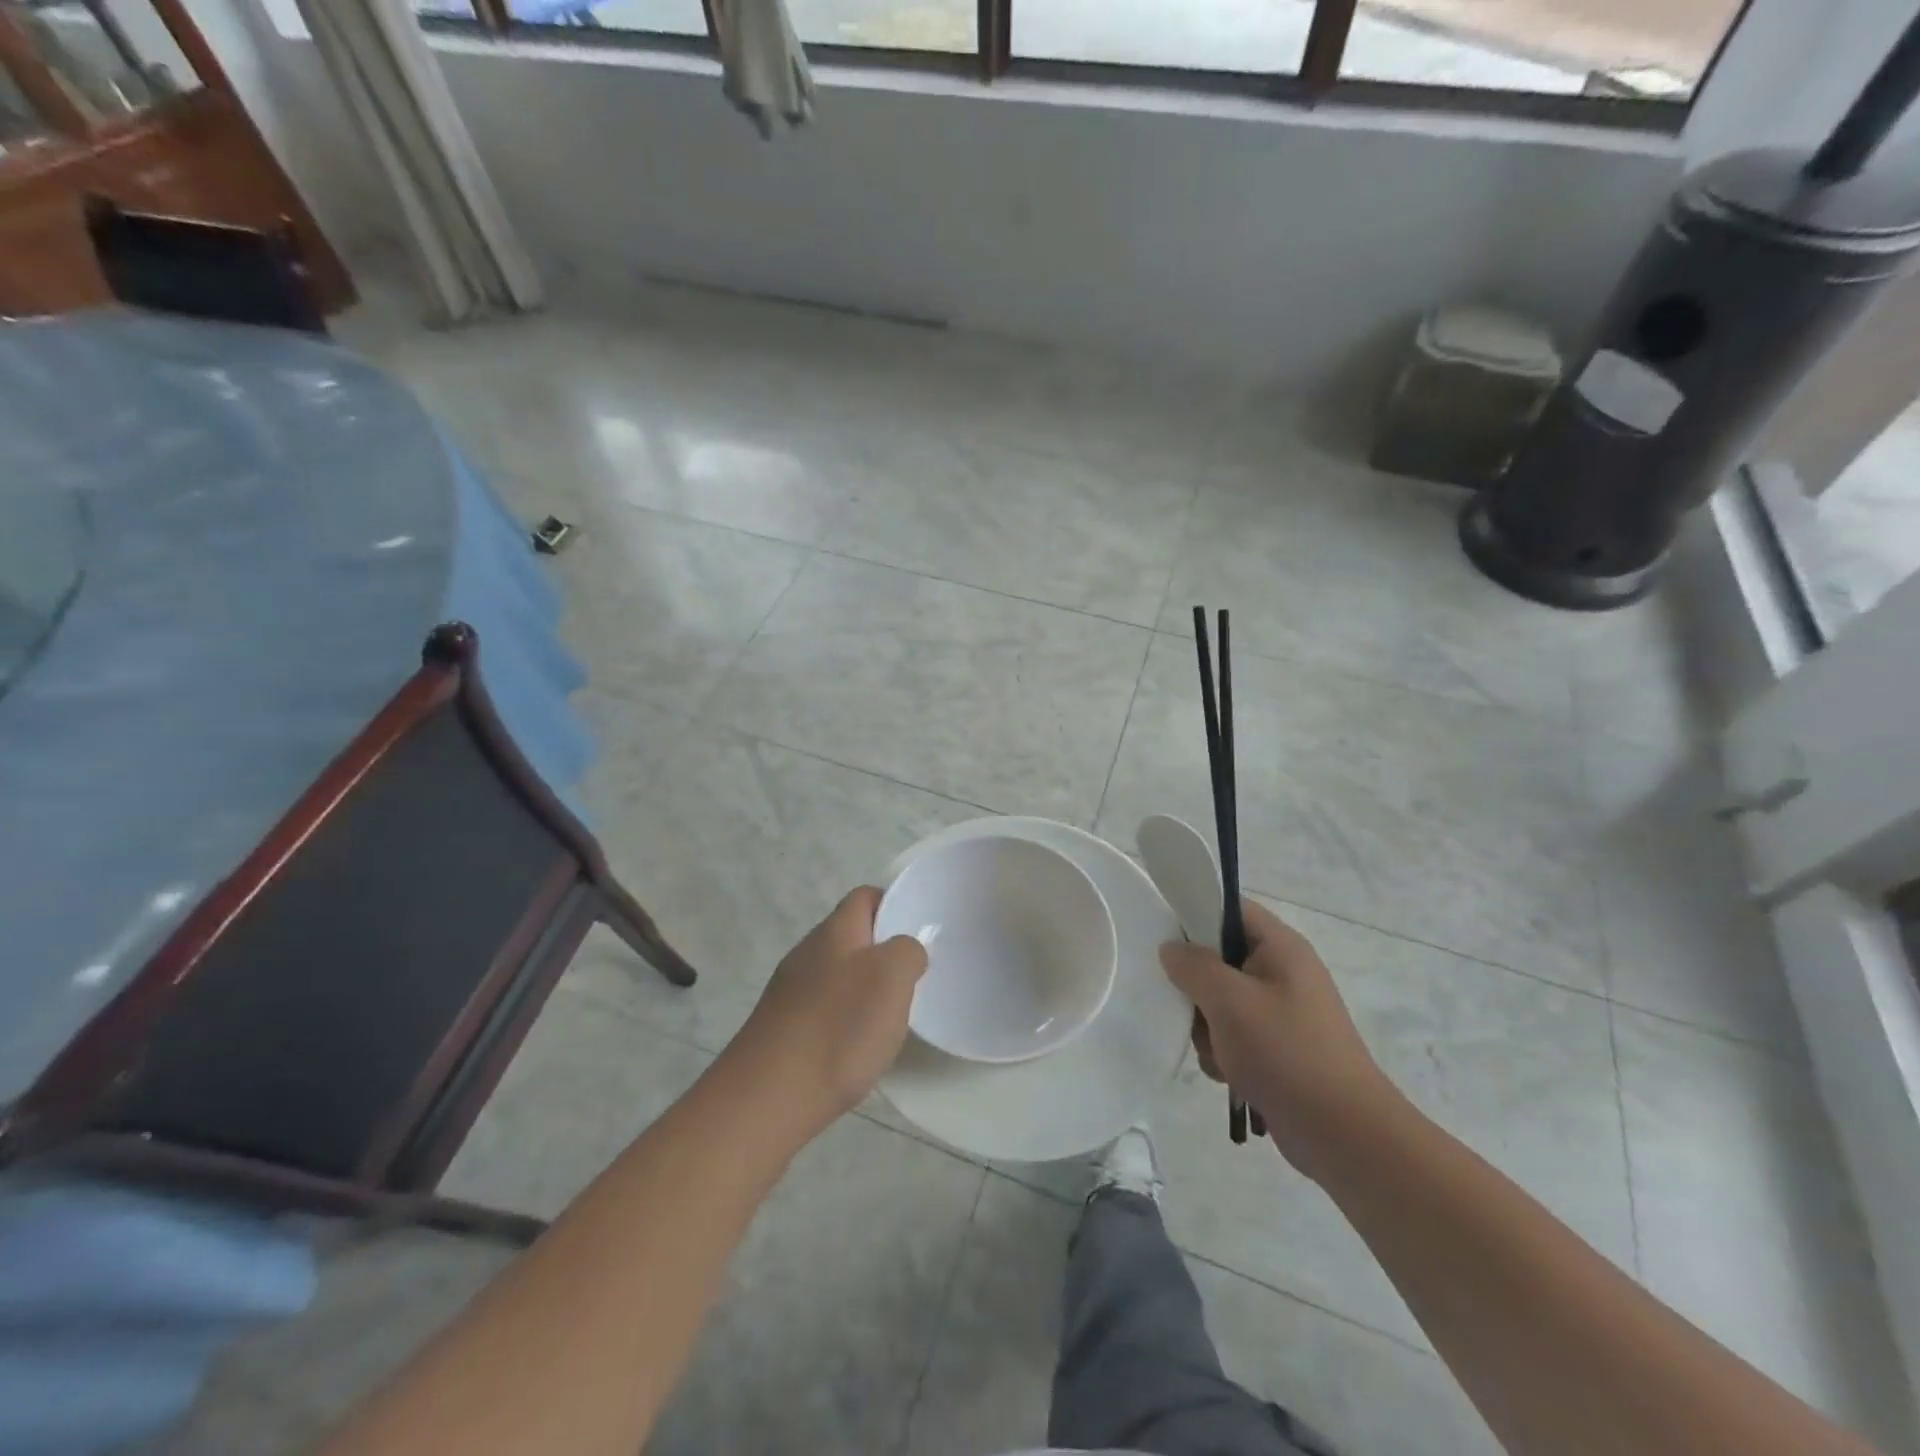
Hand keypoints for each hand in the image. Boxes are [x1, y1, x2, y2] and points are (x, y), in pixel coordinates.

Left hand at [723, 887, 927, 1140]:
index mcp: (834, 931)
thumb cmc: (838, 1028)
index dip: (895, 905)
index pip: (866, 897)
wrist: (766, 1099)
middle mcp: (807, 953)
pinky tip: (856, 1049)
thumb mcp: (892, 977)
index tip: (920, 932)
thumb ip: (908, 951)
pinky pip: (824, 1010)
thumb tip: (905, 951)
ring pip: (839, 975)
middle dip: (884, 953)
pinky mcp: (782, 1028)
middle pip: (853, 937)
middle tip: (913, 980)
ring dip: (866, 990)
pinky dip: (845, 1022)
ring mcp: (790, 992)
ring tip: (890, 1018)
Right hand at [1160, 898, 1396, 1179]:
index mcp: (1280, 947)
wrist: (1344, 1134)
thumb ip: (1193, 966)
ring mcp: (1282, 1013)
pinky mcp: (1278, 1048)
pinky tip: (1228, 1074)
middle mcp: (1283, 973)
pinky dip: (1224, 1053)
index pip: (1230, 908)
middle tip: (1193, 1007)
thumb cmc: (1286, 1052)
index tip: (1165, 939)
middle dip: (1198, 986)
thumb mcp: (1229, 1000)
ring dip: (1207, 1027)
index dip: (1195, 914)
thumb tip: (1171, 948)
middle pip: (1220, 958)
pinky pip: (1234, 1035)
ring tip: (1217, 1052)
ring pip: (1220, 1001)